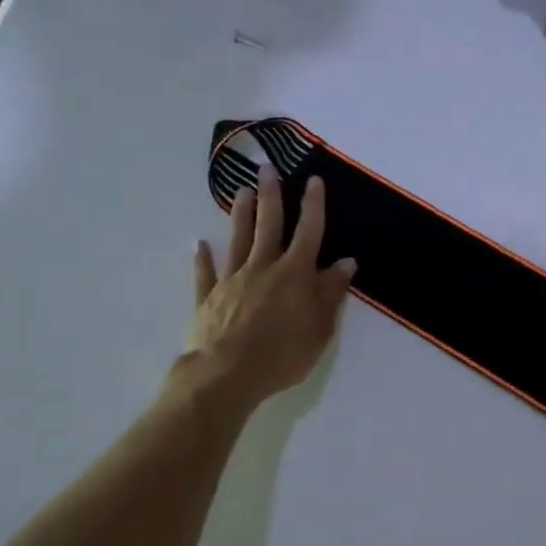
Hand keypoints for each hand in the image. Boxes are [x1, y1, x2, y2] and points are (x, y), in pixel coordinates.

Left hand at [172, 169, 356, 406]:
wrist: (226, 375)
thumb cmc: (283, 354)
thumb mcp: (321, 328)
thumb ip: (332, 292)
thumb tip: (346, 262)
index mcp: (295, 274)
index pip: (309, 231)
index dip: (313, 205)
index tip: (313, 180)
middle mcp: (263, 268)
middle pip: (268, 225)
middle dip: (271, 196)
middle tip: (267, 169)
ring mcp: (232, 281)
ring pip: (238, 240)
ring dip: (241, 215)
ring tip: (241, 192)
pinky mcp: (208, 299)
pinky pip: (205, 274)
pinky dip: (202, 258)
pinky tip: (199, 244)